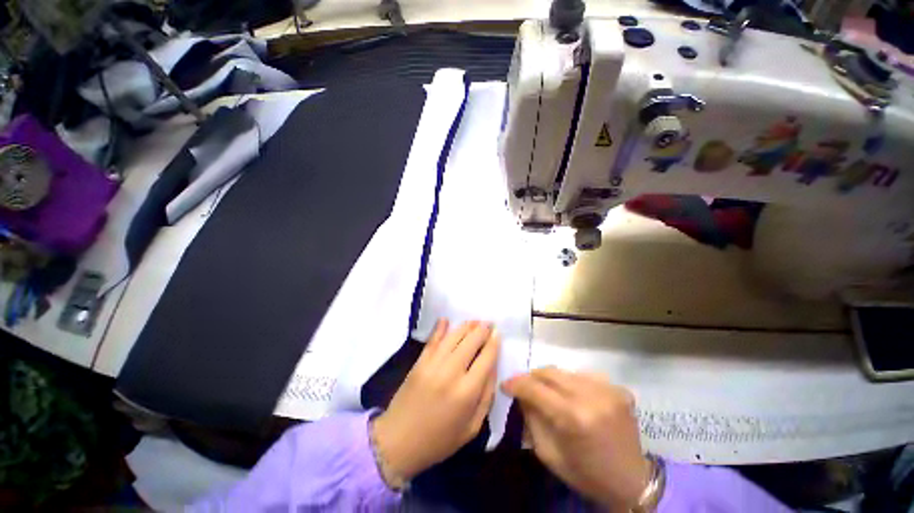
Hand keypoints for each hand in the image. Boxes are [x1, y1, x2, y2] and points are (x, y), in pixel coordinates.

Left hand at [372, 320, 499, 482]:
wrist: (398, 442)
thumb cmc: (440, 440)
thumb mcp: (472, 427)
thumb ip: (486, 397)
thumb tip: (492, 368)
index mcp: (467, 392)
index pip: (486, 358)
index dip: (494, 343)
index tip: (498, 333)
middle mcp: (451, 372)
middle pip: (471, 342)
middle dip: (482, 330)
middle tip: (488, 324)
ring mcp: (433, 364)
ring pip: (453, 337)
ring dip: (466, 326)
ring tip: (474, 321)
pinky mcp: (419, 362)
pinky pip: (432, 340)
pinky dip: (440, 328)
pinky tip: (446, 320)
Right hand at [502, 368, 649, 509]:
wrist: (632, 481)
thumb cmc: (586, 474)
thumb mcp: (548, 454)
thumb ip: (531, 419)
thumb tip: (521, 394)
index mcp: (572, 418)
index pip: (534, 388)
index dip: (516, 383)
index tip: (505, 385)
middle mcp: (590, 397)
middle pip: (549, 372)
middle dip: (531, 377)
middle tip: (524, 386)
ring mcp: (608, 390)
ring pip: (565, 372)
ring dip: (551, 380)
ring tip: (548, 392)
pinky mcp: (619, 389)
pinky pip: (584, 376)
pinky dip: (572, 383)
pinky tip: (574, 397)